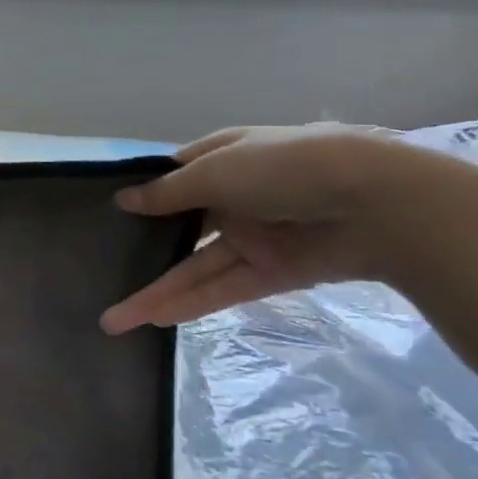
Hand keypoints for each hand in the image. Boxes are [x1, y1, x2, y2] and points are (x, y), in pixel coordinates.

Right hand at [102, 124, 429, 332]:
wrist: (376, 202)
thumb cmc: (284, 167)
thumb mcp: (217, 170)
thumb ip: (168, 192)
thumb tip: (123, 200)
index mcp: (225, 159)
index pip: (177, 176)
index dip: (146, 194)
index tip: (108, 215)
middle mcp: (235, 197)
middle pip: (181, 227)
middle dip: (144, 249)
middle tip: (101, 270)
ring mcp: (254, 237)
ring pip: (195, 267)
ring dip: (158, 291)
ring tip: (114, 319)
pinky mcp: (273, 272)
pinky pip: (223, 289)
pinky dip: (191, 303)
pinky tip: (155, 320)